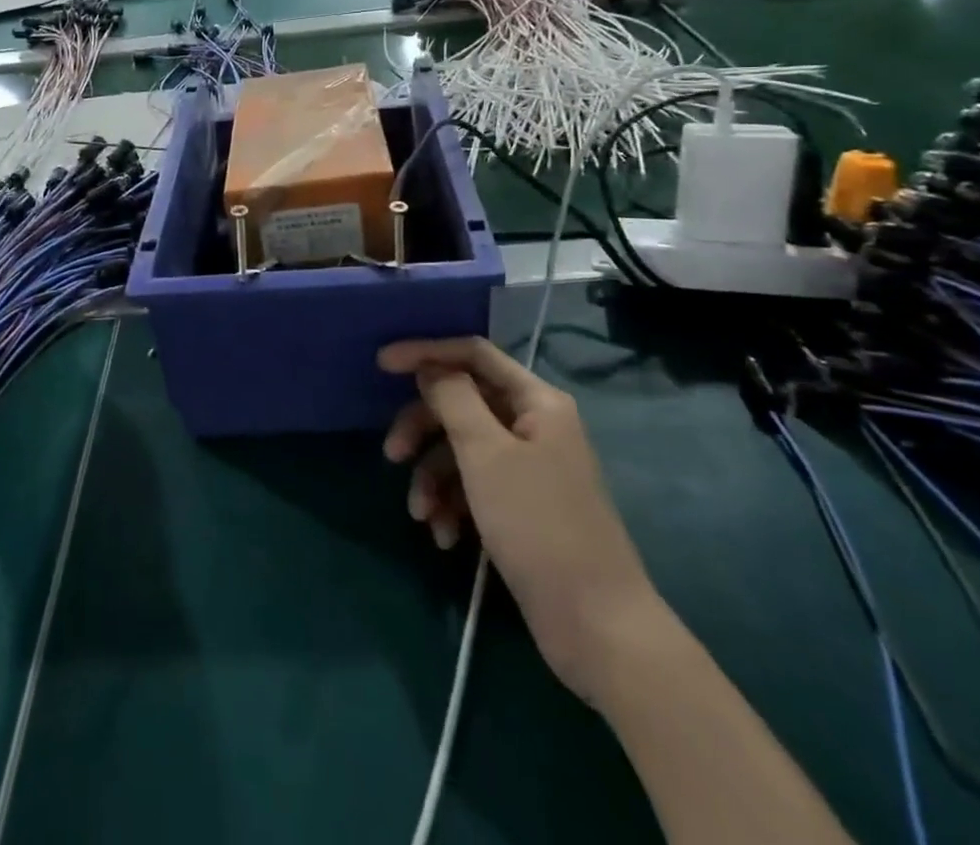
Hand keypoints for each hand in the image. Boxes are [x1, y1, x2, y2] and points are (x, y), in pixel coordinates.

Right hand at [380, 337, 664, 701]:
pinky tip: (444, 538)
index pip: (473, 354)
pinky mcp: (520, 508)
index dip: (426, 352)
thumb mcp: (486, 454)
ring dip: (433, 478)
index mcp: (536, 401)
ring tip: (421, 515)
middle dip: (423, 429)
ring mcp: (528, 469)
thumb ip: (452, 399)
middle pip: (461, 404)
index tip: (381, 364)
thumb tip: (429, 368)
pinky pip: (473, 487)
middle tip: (392, 455)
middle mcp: (533, 425)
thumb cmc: (539, 526)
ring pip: (461, 450)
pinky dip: (452, 506)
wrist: (597, 628)